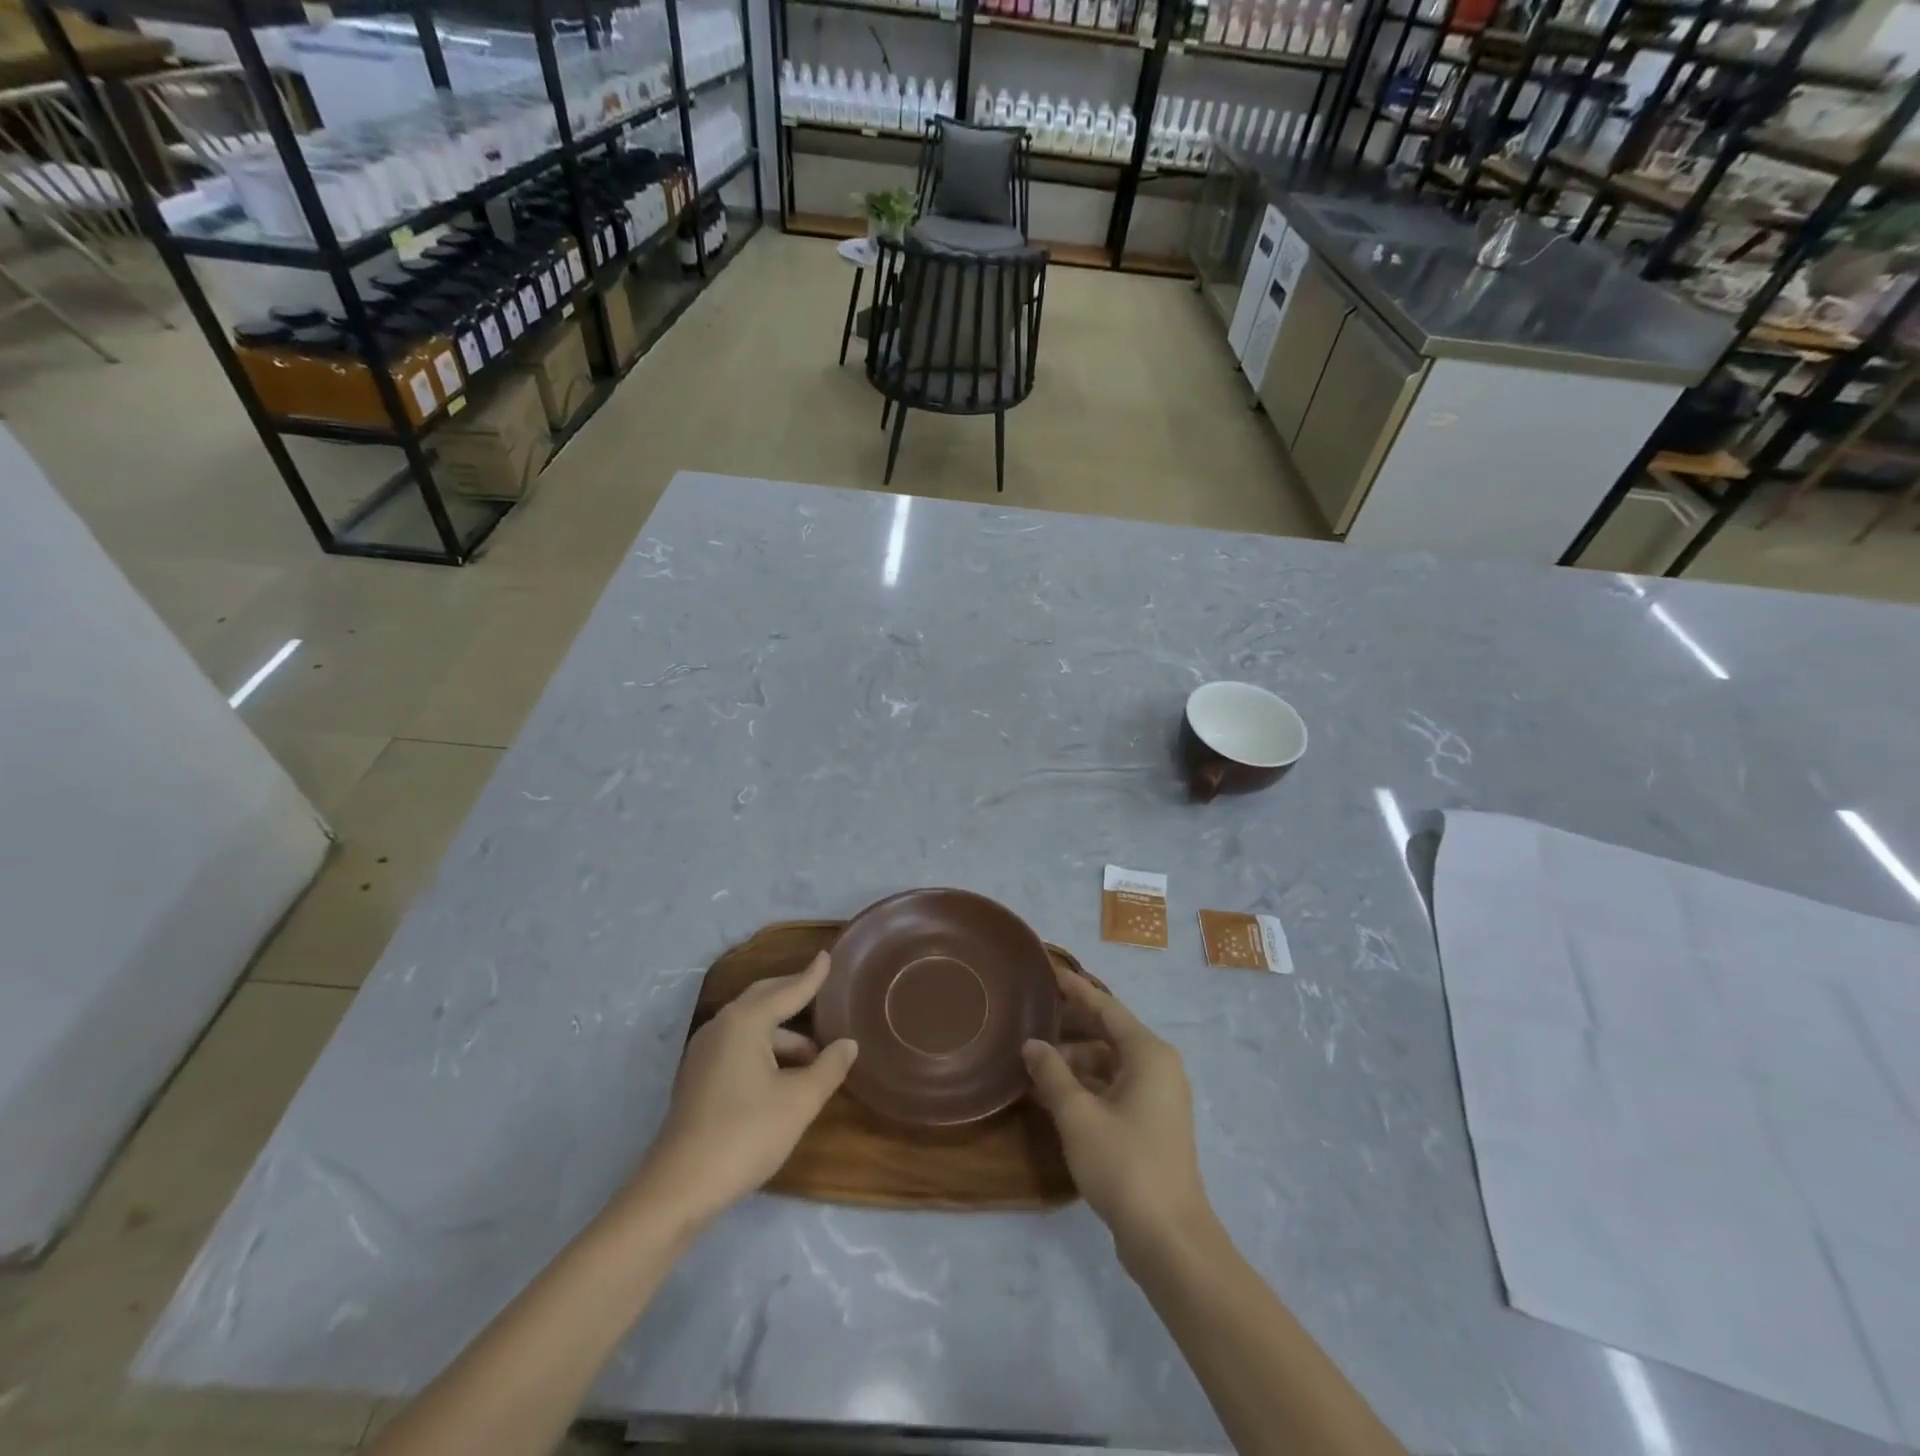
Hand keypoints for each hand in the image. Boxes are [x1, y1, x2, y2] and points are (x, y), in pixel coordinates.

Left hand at [629, 952, 856, 1227]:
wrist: (679, 1188)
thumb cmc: (745, 1134)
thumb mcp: (799, 1102)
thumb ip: (828, 1068)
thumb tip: (848, 1044)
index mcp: (745, 1022)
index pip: (787, 991)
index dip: (811, 977)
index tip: (828, 956)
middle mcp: (721, 1026)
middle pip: (764, 999)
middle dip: (793, 994)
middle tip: (821, 990)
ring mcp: (704, 1052)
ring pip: (751, 1027)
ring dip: (783, 1033)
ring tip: (814, 1055)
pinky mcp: (698, 1077)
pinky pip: (738, 1045)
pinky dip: (764, 1048)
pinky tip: (782, 1073)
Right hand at [1023, 966, 1210, 1254]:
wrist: (1168, 1237)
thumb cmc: (1124, 1163)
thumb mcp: (1077, 1115)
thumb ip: (1052, 1074)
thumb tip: (1031, 1045)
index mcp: (1148, 1053)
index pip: (1107, 1007)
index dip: (1077, 989)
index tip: (1050, 971)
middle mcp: (1157, 1067)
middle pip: (1108, 1033)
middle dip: (1070, 1027)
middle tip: (1031, 1015)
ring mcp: (1157, 1097)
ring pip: (1109, 1063)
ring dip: (1074, 1062)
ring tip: (1033, 1061)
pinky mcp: (1151, 1124)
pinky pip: (1113, 1088)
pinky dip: (1086, 1086)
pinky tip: (1053, 1094)